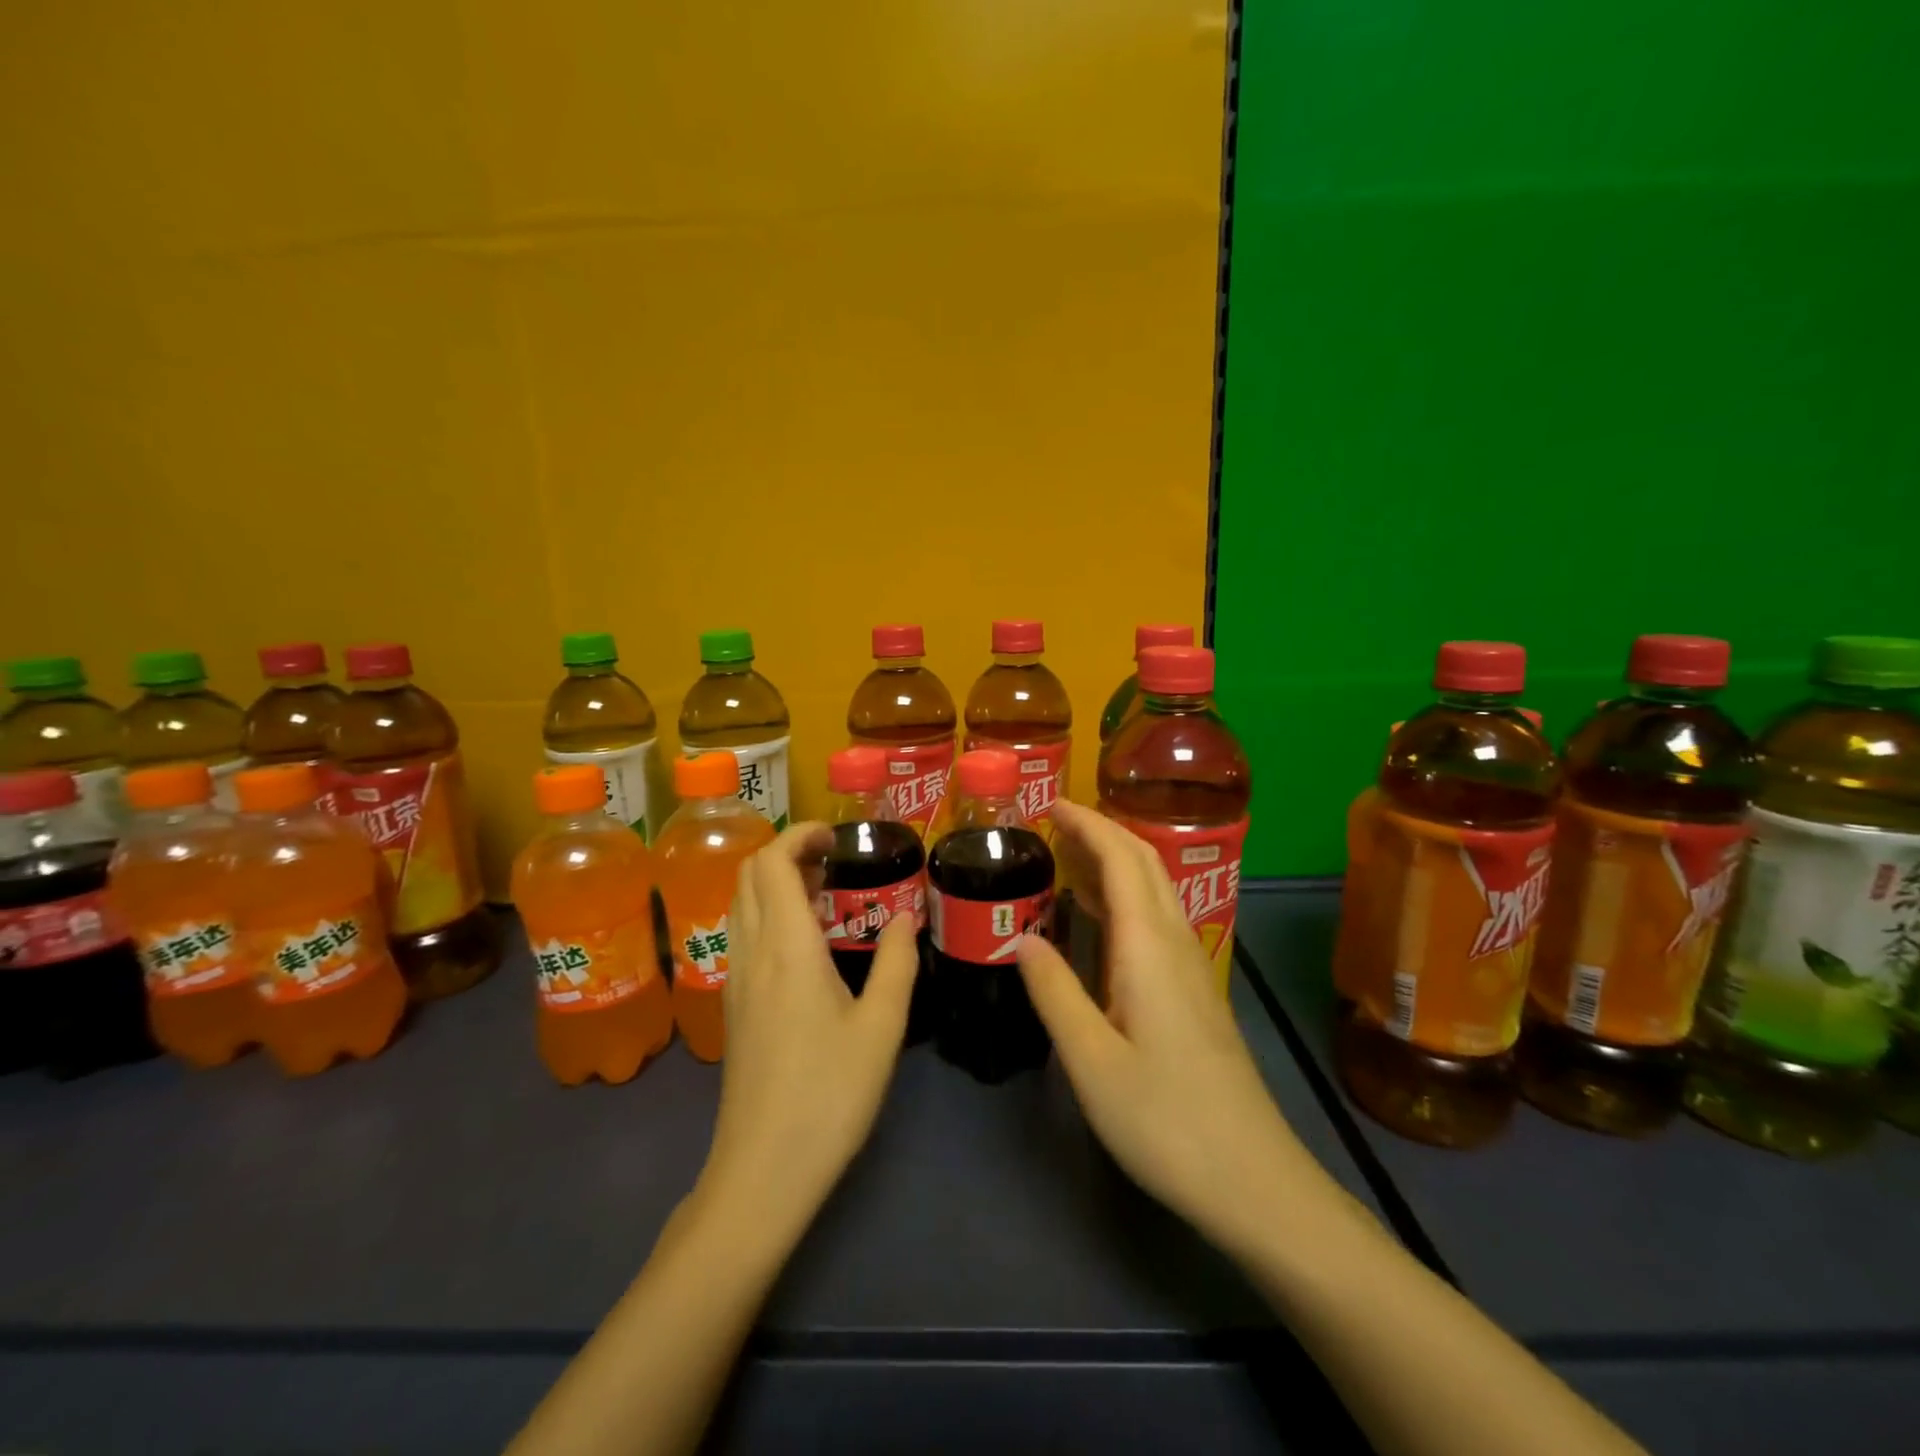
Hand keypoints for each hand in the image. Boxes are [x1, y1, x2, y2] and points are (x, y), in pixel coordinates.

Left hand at [697, 823, 919, 1235]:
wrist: (762, 1170)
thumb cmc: (829, 1094)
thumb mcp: (882, 1027)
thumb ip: (898, 962)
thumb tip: (906, 915)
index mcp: (786, 947)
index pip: (773, 862)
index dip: (800, 835)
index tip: (838, 837)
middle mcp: (751, 952)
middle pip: (749, 873)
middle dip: (789, 851)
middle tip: (837, 861)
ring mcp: (735, 979)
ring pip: (741, 902)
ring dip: (776, 880)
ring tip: (825, 893)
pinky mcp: (733, 1004)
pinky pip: (743, 932)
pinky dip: (768, 911)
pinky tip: (805, 941)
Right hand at [1018, 801, 1313, 1257]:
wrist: (1254, 1180)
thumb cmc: (1165, 1120)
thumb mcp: (1091, 1061)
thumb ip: (1054, 992)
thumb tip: (1021, 936)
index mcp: (1148, 948)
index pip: (1121, 859)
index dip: (1088, 824)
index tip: (1051, 805)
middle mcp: (1176, 943)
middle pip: (1145, 864)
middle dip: (1103, 831)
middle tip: (1055, 822)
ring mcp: (1193, 967)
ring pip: (1156, 890)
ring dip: (1116, 860)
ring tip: (1069, 857)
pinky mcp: (1196, 992)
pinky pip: (1158, 920)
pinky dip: (1126, 897)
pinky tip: (1102, 920)